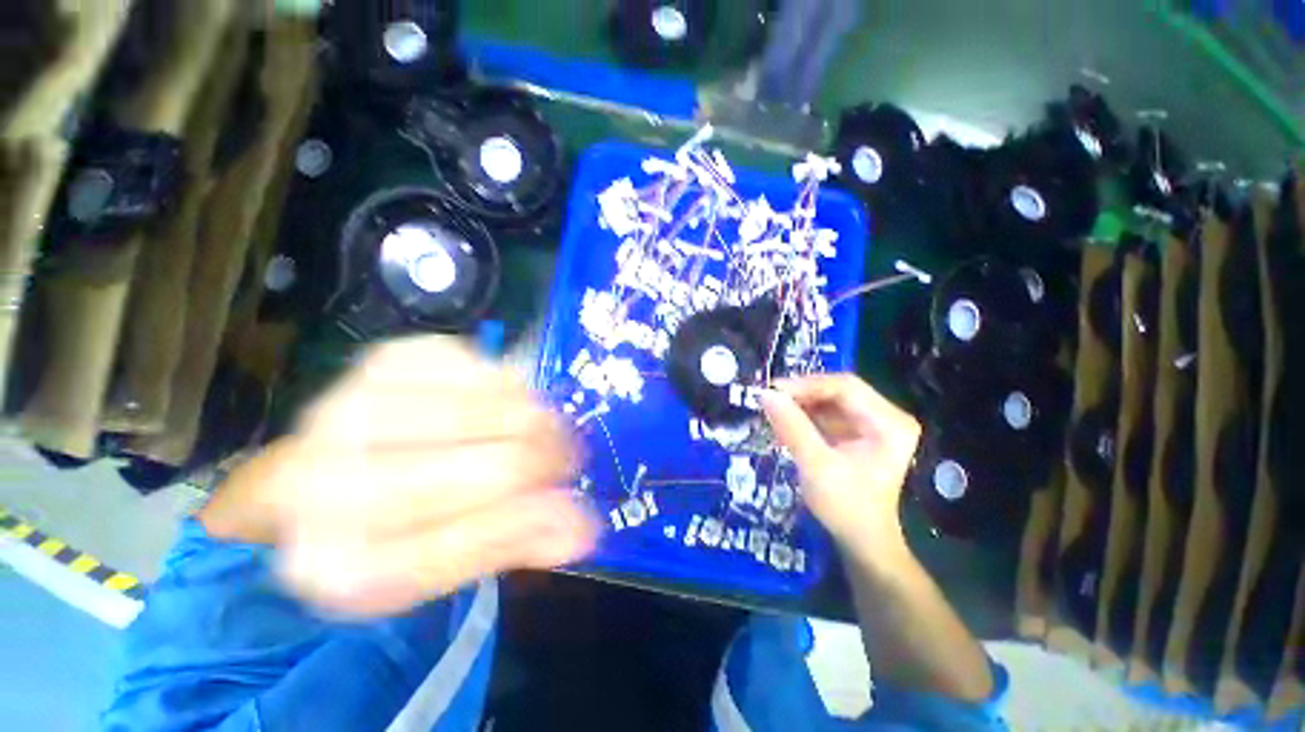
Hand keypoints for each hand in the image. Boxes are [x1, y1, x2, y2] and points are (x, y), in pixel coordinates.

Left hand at [203, 336, 597, 616]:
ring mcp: (355, 407)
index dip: (535, 522)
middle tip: (565, 460)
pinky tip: (501, 404)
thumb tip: (583, 529)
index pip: (468, 541)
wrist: (321, 471)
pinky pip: (486, 367)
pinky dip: (511, 387)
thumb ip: (511, 543)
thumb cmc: (383, 526)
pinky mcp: (388, 359)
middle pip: (499, 468)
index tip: (577, 508)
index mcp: (339, 563)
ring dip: (539, 421)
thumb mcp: (439, 561)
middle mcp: (328, 484)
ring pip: (502, 410)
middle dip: (551, 461)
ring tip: (540, 432)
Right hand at [760, 374, 920, 550]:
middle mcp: (886, 416)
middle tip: (769, 399)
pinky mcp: (858, 432)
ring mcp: (873, 423)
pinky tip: (785, 424)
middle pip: (838, 390)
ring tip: (773, 412)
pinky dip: (805, 416)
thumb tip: (765, 393)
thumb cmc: (845, 507)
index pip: (845, 387)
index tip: (772, 391)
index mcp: (889, 422)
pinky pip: (828, 413)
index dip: (806, 385)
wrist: (862, 541)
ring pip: (830, 400)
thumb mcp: (816, 465)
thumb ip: (791, 426)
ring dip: (800, 405)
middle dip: (802, 395)